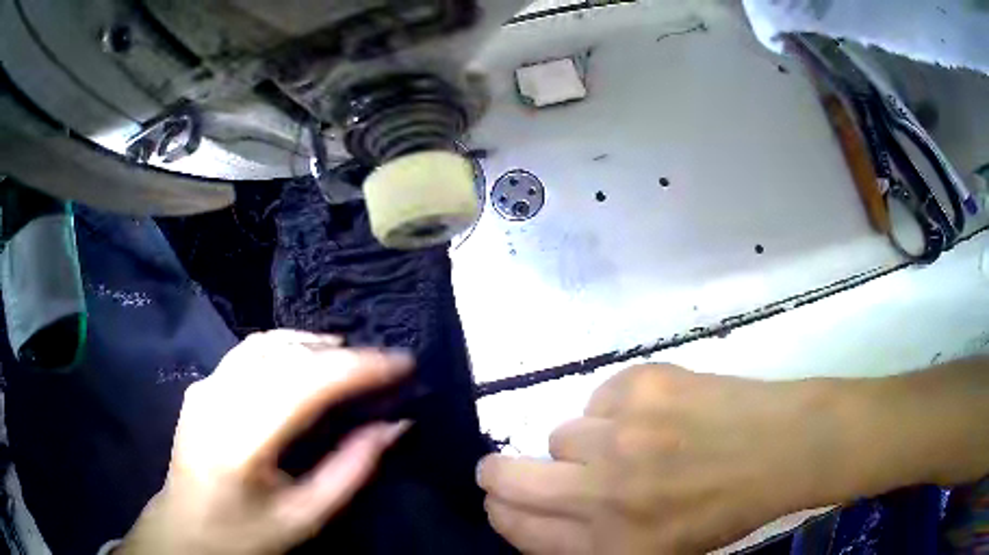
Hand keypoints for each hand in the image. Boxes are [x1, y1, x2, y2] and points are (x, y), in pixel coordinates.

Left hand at [120, 330, 412, 554]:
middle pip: (287, 356)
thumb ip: (351, 470)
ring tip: (349, 355)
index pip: (306, 384)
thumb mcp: (306, 517)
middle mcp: (217, 400)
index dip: (359, 368)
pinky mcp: (201, 386)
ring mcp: (204, 387)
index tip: (403, 363)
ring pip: (265, 344)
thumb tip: (395, 425)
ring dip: (312, 343)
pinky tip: (304, 360)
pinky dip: (285, 347)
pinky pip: (248, 352)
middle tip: (382, 365)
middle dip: (342, 354)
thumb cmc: (245, 535)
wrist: (185, 532)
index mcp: (241, 441)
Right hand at [478, 364, 843, 553]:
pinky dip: (615, 409)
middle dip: (497, 475)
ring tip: (629, 442)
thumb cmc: (721, 511)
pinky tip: (654, 414)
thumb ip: (592, 543)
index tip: (498, 500)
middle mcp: (604, 495)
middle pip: (510, 479)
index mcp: (609, 546)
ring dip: (584, 443)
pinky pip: (599, 397)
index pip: (519, 529)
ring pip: (561, 434)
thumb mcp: (655, 553)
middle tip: (501, 470)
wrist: (779, 448)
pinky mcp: (642, 386)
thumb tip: (542, 513)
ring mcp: (622, 435)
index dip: (501, 512)